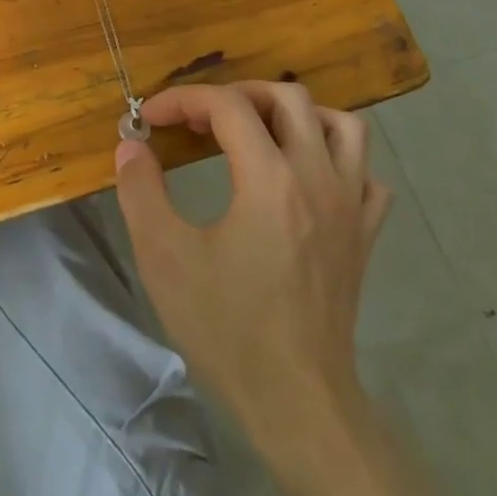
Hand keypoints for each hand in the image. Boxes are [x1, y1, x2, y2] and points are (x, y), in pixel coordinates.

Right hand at [114, 81, 394, 434]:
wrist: (297, 401)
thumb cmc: (227, 328)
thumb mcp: (165, 258)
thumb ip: (141, 191)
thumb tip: (130, 146)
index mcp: (269, 178)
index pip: (228, 106)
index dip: (183, 100)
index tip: (150, 118)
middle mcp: (318, 177)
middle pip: (288, 97)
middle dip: (238, 95)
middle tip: (202, 120)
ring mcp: (351, 204)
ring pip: (342, 125)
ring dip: (297, 116)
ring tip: (261, 133)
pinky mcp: (366, 234)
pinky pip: (366, 174)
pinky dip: (338, 161)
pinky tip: (309, 179)